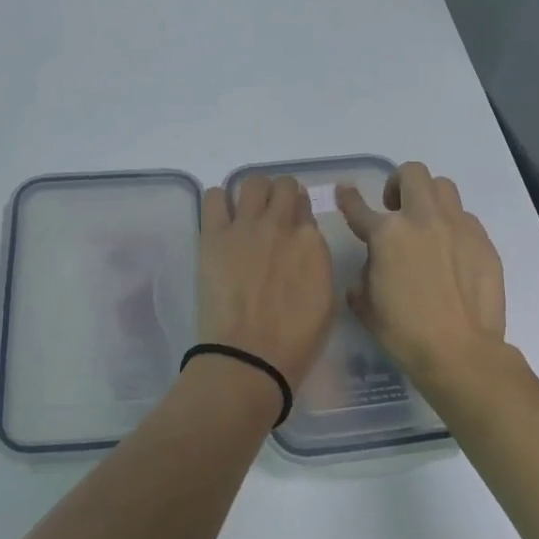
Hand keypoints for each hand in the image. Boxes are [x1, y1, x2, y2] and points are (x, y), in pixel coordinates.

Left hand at [197, 175, 334, 389]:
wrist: (250, 355)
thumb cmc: (295, 341)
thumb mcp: (325, 300)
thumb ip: (316, 264)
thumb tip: (303, 248)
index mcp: (312, 242)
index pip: (306, 208)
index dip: (298, 215)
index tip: (291, 227)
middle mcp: (281, 224)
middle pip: (283, 186)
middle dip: (279, 194)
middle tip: (270, 213)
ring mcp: (246, 226)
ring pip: (251, 182)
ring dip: (251, 192)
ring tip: (244, 211)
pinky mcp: (214, 235)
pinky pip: (213, 197)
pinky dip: (217, 201)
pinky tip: (219, 217)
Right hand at [337, 161, 507, 389]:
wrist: (460, 351)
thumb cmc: (404, 332)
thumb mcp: (366, 305)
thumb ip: (363, 278)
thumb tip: (370, 271)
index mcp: (387, 234)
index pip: (359, 207)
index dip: (349, 198)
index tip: (346, 190)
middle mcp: (422, 219)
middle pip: (412, 173)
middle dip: (398, 184)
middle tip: (395, 209)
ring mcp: (457, 227)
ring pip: (443, 187)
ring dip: (429, 198)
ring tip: (426, 224)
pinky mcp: (483, 241)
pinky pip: (465, 219)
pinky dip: (453, 227)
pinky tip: (452, 253)